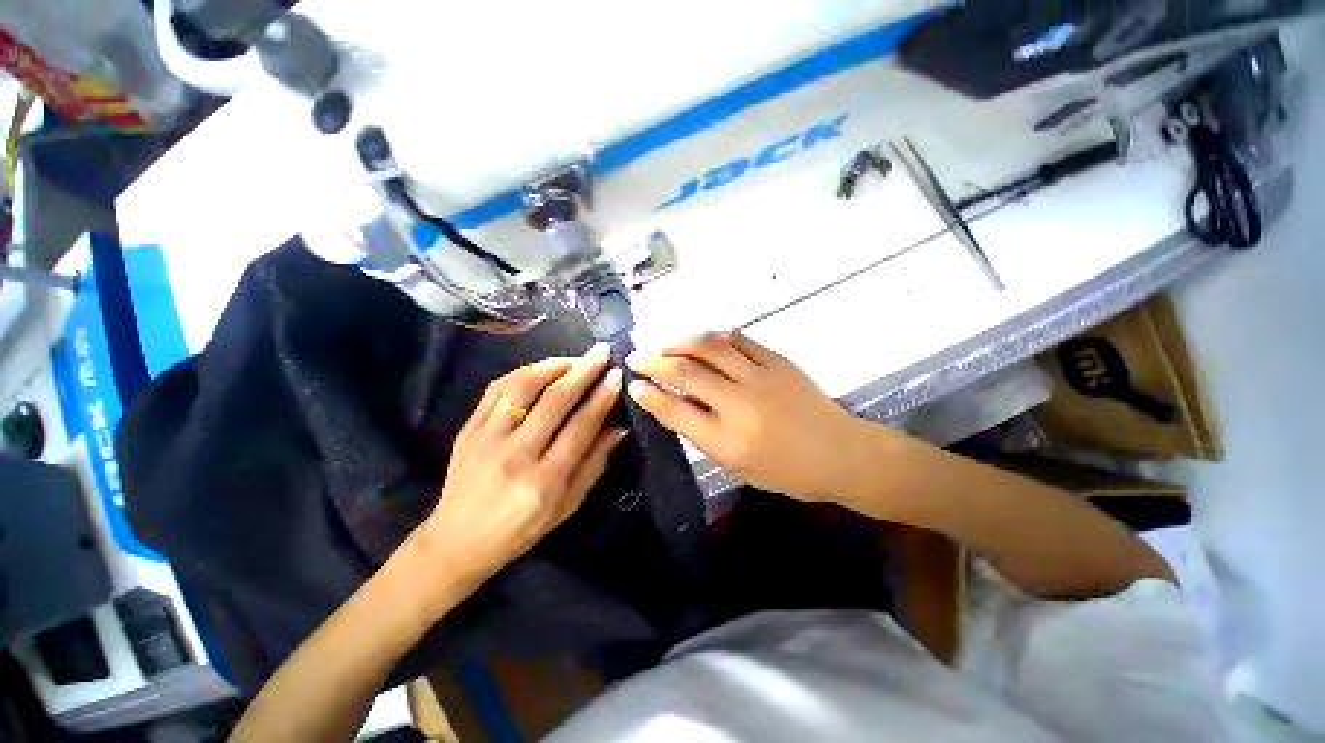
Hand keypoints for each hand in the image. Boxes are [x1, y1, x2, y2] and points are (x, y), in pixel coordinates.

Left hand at [416, 345, 626, 589]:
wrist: (456, 541)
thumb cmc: (520, 530)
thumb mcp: (567, 506)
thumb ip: (594, 465)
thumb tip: (619, 428)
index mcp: (544, 481)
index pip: (580, 427)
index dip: (602, 398)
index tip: (617, 375)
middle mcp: (515, 455)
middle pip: (554, 401)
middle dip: (583, 371)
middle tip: (602, 352)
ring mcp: (487, 438)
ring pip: (523, 387)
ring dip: (553, 365)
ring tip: (574, 358)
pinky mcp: (469, 429)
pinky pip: (497, 389)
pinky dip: (523, 372)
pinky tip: (541, 368)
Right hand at [626, 331, 870, 500]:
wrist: (841, 453)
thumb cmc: (787, 472)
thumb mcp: (737, 467)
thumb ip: (703, 435)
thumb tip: (674, 403)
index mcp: (727, 441)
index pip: (675, 411)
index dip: (648, 395)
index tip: (633, 384)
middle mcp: (739, 405)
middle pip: (686, 373)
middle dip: (653, 362)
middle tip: (637, 357)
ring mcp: (760, 377)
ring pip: (709, 347)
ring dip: (679, 342)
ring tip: (664, 344)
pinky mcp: (778, 361)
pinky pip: (738, 339)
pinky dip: (713, 336)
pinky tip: (701, 339)